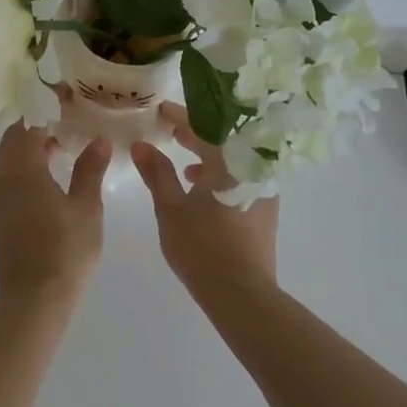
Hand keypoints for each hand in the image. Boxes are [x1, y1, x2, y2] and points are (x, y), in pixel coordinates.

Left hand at [0, 121, 109, 301]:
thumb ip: (90, 169)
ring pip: (8, 155)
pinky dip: (24, 165)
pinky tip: (49, 174)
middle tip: (69, 124)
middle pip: (15, 136)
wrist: (33, 299)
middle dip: (39, 126)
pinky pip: (6, 173)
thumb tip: (99, 140)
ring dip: (30, 146)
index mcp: (20, 166)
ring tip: (64, 147)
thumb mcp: (86, 206)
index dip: (49, 109)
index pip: (30, 122)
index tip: (71, 103)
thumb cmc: (65, 249)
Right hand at [130, 104, 279, 307]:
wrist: (242, 295)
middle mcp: (251, 168)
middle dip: (194, 134)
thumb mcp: (170, 208)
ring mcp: (262, 189)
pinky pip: (241, 177)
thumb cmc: (202, 247)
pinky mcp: (264, 209)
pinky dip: (221, 175)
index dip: (179, 116)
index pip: (202, 126)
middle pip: (221, 140)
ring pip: (232, 160)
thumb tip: (141, 145)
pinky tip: (201, 191)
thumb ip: (157, 173)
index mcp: (228, 161)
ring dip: (208, 156)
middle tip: (169, 130)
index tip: (160, 110)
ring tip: (183, 162)